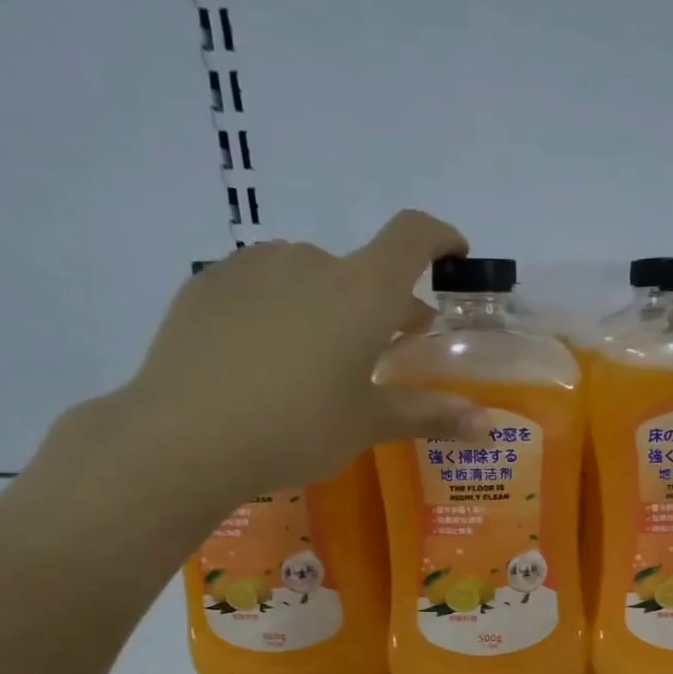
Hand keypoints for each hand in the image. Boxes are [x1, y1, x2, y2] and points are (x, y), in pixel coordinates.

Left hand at [87, 211, 488, 516]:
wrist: (184, 437)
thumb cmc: (296, 429)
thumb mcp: (368, 424)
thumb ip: (430, 416)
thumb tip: (487, 427)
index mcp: (361, 291)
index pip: (413, 236)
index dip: (440, 238)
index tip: (453, 257)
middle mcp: (310, 262)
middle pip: (362, 269)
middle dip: (384, 304)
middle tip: (387, 351)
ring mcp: (253, 267)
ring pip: (310, 276)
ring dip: (330, 305)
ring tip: (319, 358)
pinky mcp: (209, 283)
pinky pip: (262, 285)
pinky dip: (281, 308)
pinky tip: (265, 355)